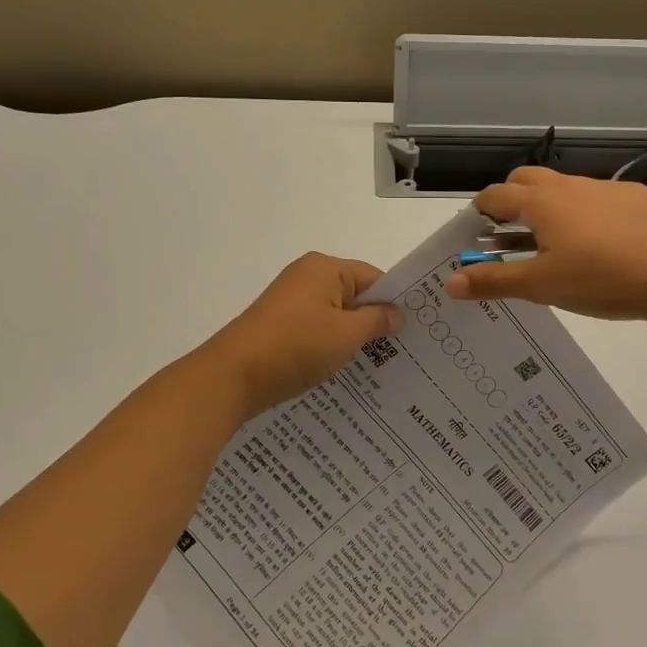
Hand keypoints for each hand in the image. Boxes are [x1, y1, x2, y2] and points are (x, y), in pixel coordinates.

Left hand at [204, 253, 401, 415]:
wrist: (231, 377)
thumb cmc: (296, 347)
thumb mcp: (346, 334)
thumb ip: (377, 321)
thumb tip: (397, 313)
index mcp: (324, 268)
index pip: (374, 277)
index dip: (395, 302)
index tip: (415, 330)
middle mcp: (306, 277)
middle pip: (354, 296)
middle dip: (375, 322)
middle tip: (403, 351)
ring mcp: (289, 302)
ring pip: (335, 316)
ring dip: (353, 338)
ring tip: (378, 366)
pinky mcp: (278, 326)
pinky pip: (316, 331)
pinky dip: (330, 347)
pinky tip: (344, 371)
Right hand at [443, 167, 646, 323]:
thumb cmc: (601, 279)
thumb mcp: (542, 286)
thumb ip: (495, 281)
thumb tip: (450, 282)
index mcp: (542, 203)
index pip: (496, 195)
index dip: (478, 212)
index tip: (473, 232)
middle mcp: (569, 186)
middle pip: (526, 180)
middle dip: (510, 200)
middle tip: (506, 234)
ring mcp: (605, 189)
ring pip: (563, 190)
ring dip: (546, 208)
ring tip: (548, 244)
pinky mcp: (635, 199)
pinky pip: (595, 199)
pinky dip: (581, 214)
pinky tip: (596, 245)